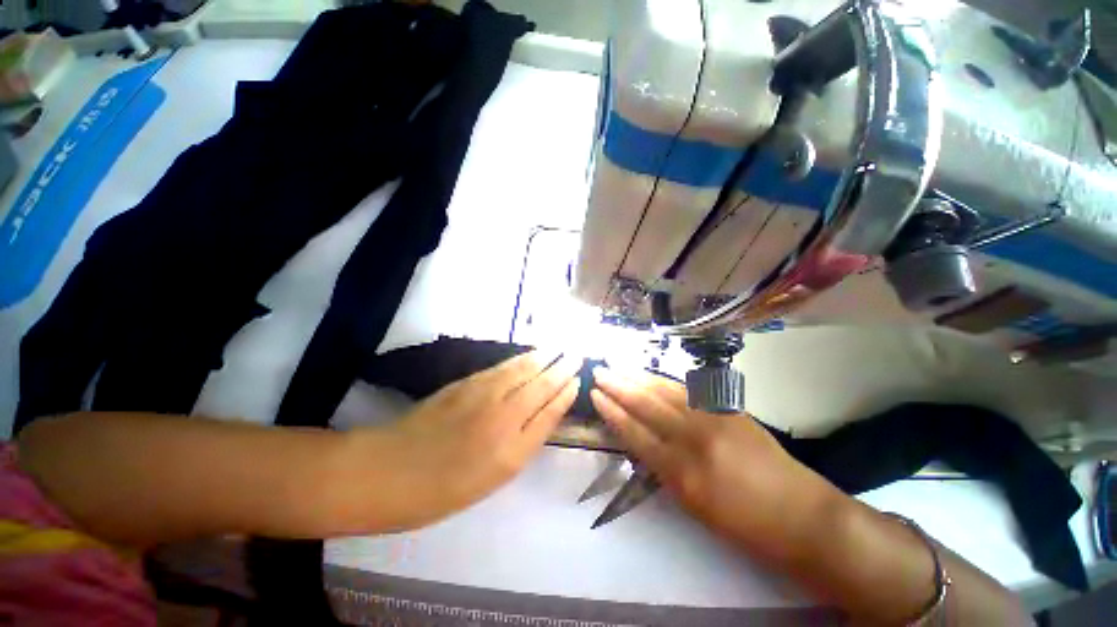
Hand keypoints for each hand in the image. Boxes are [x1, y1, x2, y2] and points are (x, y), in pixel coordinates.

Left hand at [359, 350, 580, 529]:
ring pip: (523, 370)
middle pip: (541, 385)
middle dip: (561, 368)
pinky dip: (519, 359)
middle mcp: (504, 417)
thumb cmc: (442, 489)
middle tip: (576, 355)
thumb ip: (522, 445)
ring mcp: (483, 395)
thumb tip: (543, 416)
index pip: (550, 412)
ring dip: (543, 358)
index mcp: (513, 450)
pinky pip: (502, 367)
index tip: (578, 379)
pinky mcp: (465, 383)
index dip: (565, 394)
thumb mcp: (492, 478)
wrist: (388, 472)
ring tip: (558, 348)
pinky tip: (527, 356)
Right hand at [590, 366, 839, 561]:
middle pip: (646, 404)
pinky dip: (665, 381)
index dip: (611, 411)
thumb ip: (662, 467)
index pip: (634, 432)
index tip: (594, 394)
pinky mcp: (730, 408)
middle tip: (599, 371)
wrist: (802, 515)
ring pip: (666, 390)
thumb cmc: (743, 524)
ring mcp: (714, 418)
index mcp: (681, 472)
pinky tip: (652, 375)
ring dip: (638, 377)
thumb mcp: (692, 505)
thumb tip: (639, 438)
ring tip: (619, 367)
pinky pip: (689, 390)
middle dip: (618, 386)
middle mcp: (694, 438)